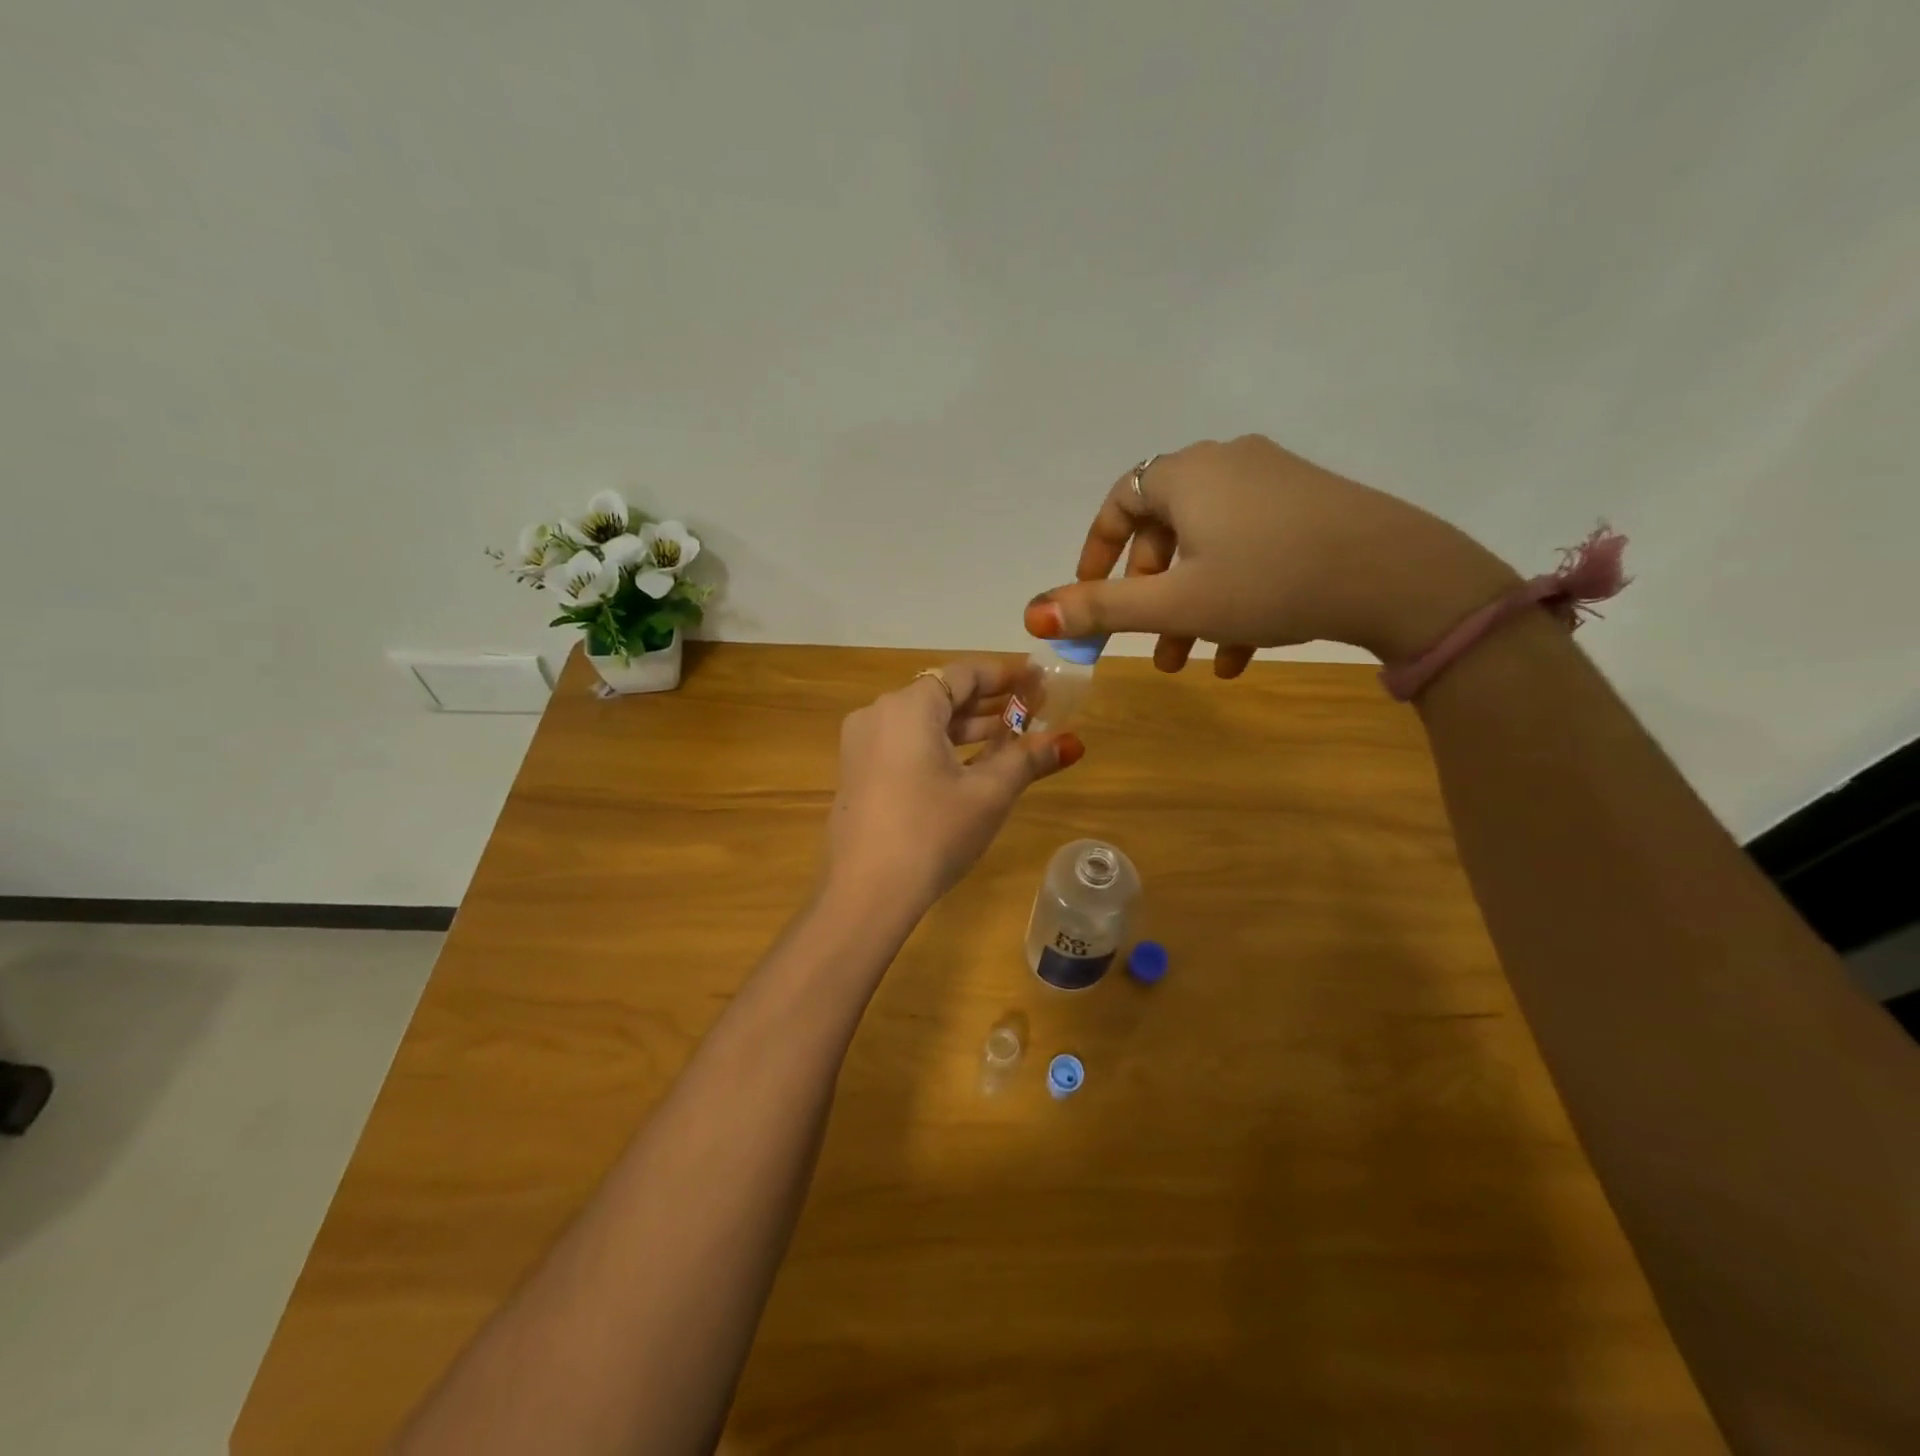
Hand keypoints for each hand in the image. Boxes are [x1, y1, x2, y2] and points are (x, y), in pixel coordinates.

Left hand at [826, 660, 1082, 910]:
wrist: (866, 893)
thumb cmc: (932, 832)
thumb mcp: (988, 794)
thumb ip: (1027, 759)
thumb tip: (1070, 742)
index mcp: (908, 707)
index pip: (964, 673)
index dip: (1007, 674)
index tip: (1040, 680)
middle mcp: (879, 714)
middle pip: (943, 695)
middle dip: (991, 702)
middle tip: (1035, 710)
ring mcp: (863, 745)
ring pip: (925, 722)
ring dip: (968, 727)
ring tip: (1013, 737)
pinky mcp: (860, 772)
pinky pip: (907, 744)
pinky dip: (942, 746)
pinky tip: (973, 765)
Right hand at [1023, 435, 1519, 672]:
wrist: (1397, 575)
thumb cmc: (1268, 581)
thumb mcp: (1175, 603)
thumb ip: (1100, 609)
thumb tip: (1032, 614)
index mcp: (1185, 475)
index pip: (1119, 503)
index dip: (1096, 554)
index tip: (1091, 598)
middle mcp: (1225, 464)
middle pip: (1164, 531)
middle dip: (1149, 596)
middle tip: (1148, 645)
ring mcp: (1272, 481)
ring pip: (1207, 548)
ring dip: (1189, 607)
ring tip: (1189, 663)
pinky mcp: (1309, 506)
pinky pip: (1250, 548)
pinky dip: (1233, 597)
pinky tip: (1240, 655)